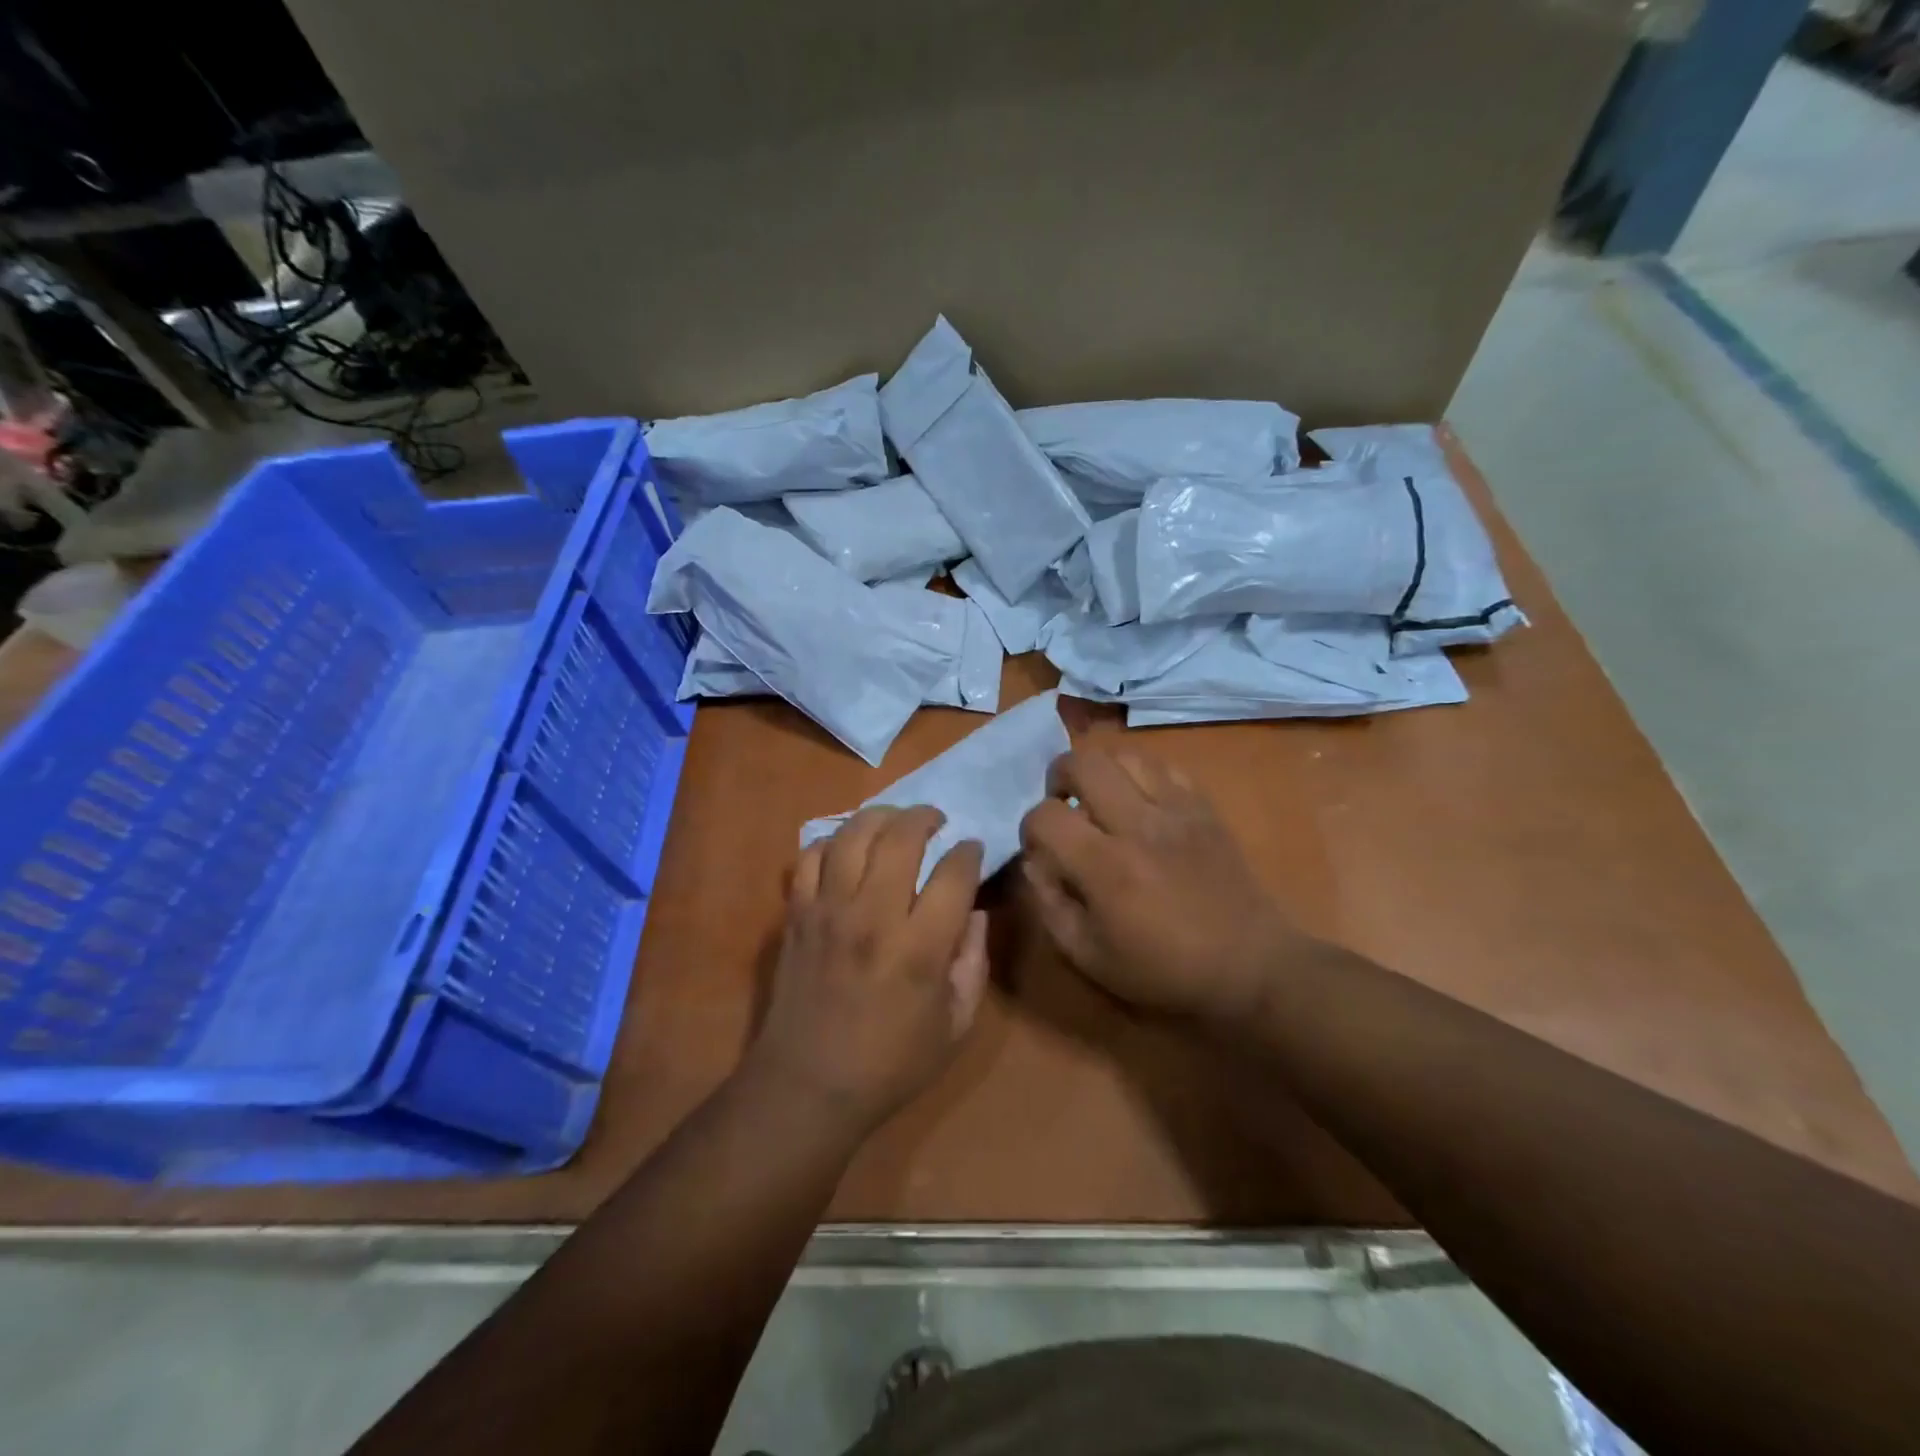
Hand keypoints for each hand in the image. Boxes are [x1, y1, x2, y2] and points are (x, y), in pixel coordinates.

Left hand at [747, 806, 988, 1135]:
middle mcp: (872, 916)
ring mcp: (828, 910)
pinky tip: (848, 850)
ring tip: (895, 822)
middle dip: (926, 817)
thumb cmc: (890, 1064)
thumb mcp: (955, 1027)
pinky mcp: (796, 914)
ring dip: (880, 817)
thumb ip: (973, 964)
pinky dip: (831, 842)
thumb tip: (974, 913)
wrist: (806, 1087)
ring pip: (852, 835)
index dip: (969, 852)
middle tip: (937, 821)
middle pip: (901, 837)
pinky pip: (809, 856)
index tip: (972, 850)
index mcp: (919, 947)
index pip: (953, 873)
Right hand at [1019, 749, 1305, 1023]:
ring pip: (1124, 755)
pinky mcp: (1204, 807)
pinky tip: (1140, 802)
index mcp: (1106, 867)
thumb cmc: (1163, 969)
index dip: (1029, 828)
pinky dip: (1141, 775)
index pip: (1046, 816)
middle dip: (1059, 777)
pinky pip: (1164, 767)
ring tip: (1099, 799)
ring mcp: (1176, 810)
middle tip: (1063, 804)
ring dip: (1101, 771)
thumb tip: (1035, 861)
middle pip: (1083, 763)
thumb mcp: (1089, 957)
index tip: (1039, 848)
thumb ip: (1050, 905)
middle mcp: (1138, 825)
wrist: (1249, 965)